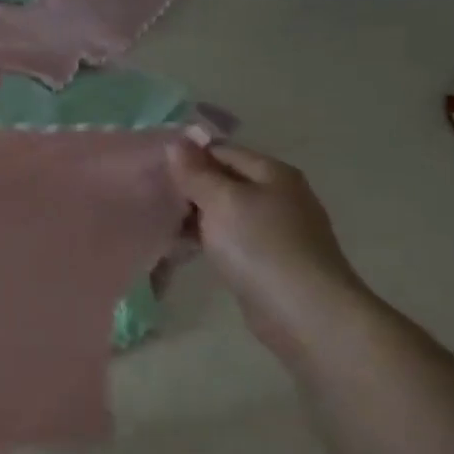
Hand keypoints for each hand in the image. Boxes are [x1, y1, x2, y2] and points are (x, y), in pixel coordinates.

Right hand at [164, 137, 370, 358]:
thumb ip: (196, 172)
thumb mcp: (222, 201)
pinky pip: (229, 238)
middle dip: (187, 188)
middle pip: (223, 180)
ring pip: (223, 211)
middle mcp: (277, 195)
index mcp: (272, 173)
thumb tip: (176, 142)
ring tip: (158, 222)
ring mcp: (275, 228)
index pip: (221, 151)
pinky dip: (205, 239)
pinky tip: (181, 248)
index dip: (187, 157)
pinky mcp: (267, 259)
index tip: (151, 169)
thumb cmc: (261, 246)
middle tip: (149, 197)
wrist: (304, 311)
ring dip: (193, 216)